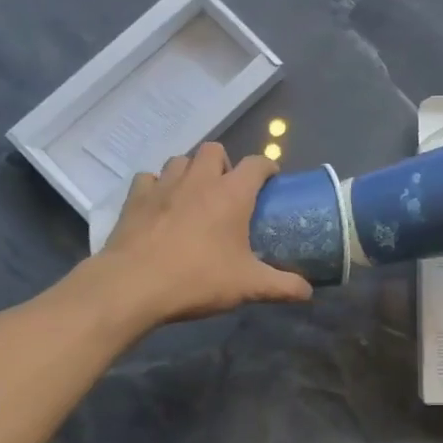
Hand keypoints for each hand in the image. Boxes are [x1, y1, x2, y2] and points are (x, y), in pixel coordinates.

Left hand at [97, 144, 313, 324]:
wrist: (134, 285)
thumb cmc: (198, 279)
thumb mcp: (248, 286)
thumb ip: (282, 286)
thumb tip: (308, 292)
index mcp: (232, 193)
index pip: (257, 163)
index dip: (266, 168)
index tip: (270, 181)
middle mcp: (199, 179)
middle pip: (215, 150)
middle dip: (224, 164)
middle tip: (227, 191)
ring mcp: (164, 185)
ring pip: (180, 160)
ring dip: (190, 171)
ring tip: (194, 195)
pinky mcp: (135, 198)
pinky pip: (148, 179)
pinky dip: (156, 186)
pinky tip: (159, 205)